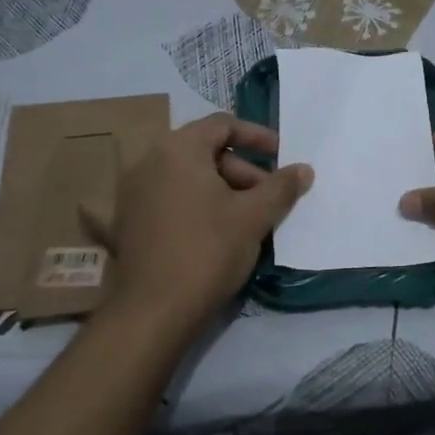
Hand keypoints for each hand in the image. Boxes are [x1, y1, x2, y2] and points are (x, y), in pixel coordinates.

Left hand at [92, 114, 311, 328]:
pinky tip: (221, 233)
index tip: (282, 155)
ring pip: (189, 177)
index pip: (222, 125)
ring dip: (224, 190)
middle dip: (244, 171)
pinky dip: (200, 204)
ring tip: (250, 220)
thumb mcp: (253, 217)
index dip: (257, 136)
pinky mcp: (131, 221)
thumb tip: (304, 169)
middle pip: (205, 151)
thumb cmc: (207, 251)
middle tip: (269, 198)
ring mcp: (134, 192)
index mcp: (177, 150)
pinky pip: (172, 198)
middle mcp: (149, 161)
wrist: (153, 310)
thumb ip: (281, 187)